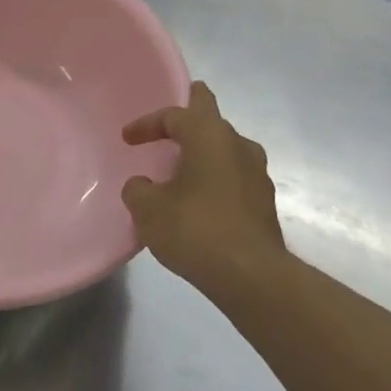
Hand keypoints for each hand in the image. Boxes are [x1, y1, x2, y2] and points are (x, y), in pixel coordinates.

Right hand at [122, 81, 287, 296]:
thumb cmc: (196, 230)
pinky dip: (214, 178)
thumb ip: (138, 190)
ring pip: (225, 148)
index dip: (147, 123)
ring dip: (203, 151)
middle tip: (172, 117)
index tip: (127, 138)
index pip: (175, 115)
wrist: (252, 276)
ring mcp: (257, 173)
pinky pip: (233, 176)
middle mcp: (239, 145)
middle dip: (191, 113)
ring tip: (181, 166)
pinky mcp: (264, 202)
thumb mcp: (148, 209)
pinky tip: (199, 199)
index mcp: (209, 136)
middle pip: (211, 116)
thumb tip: (143, 186)